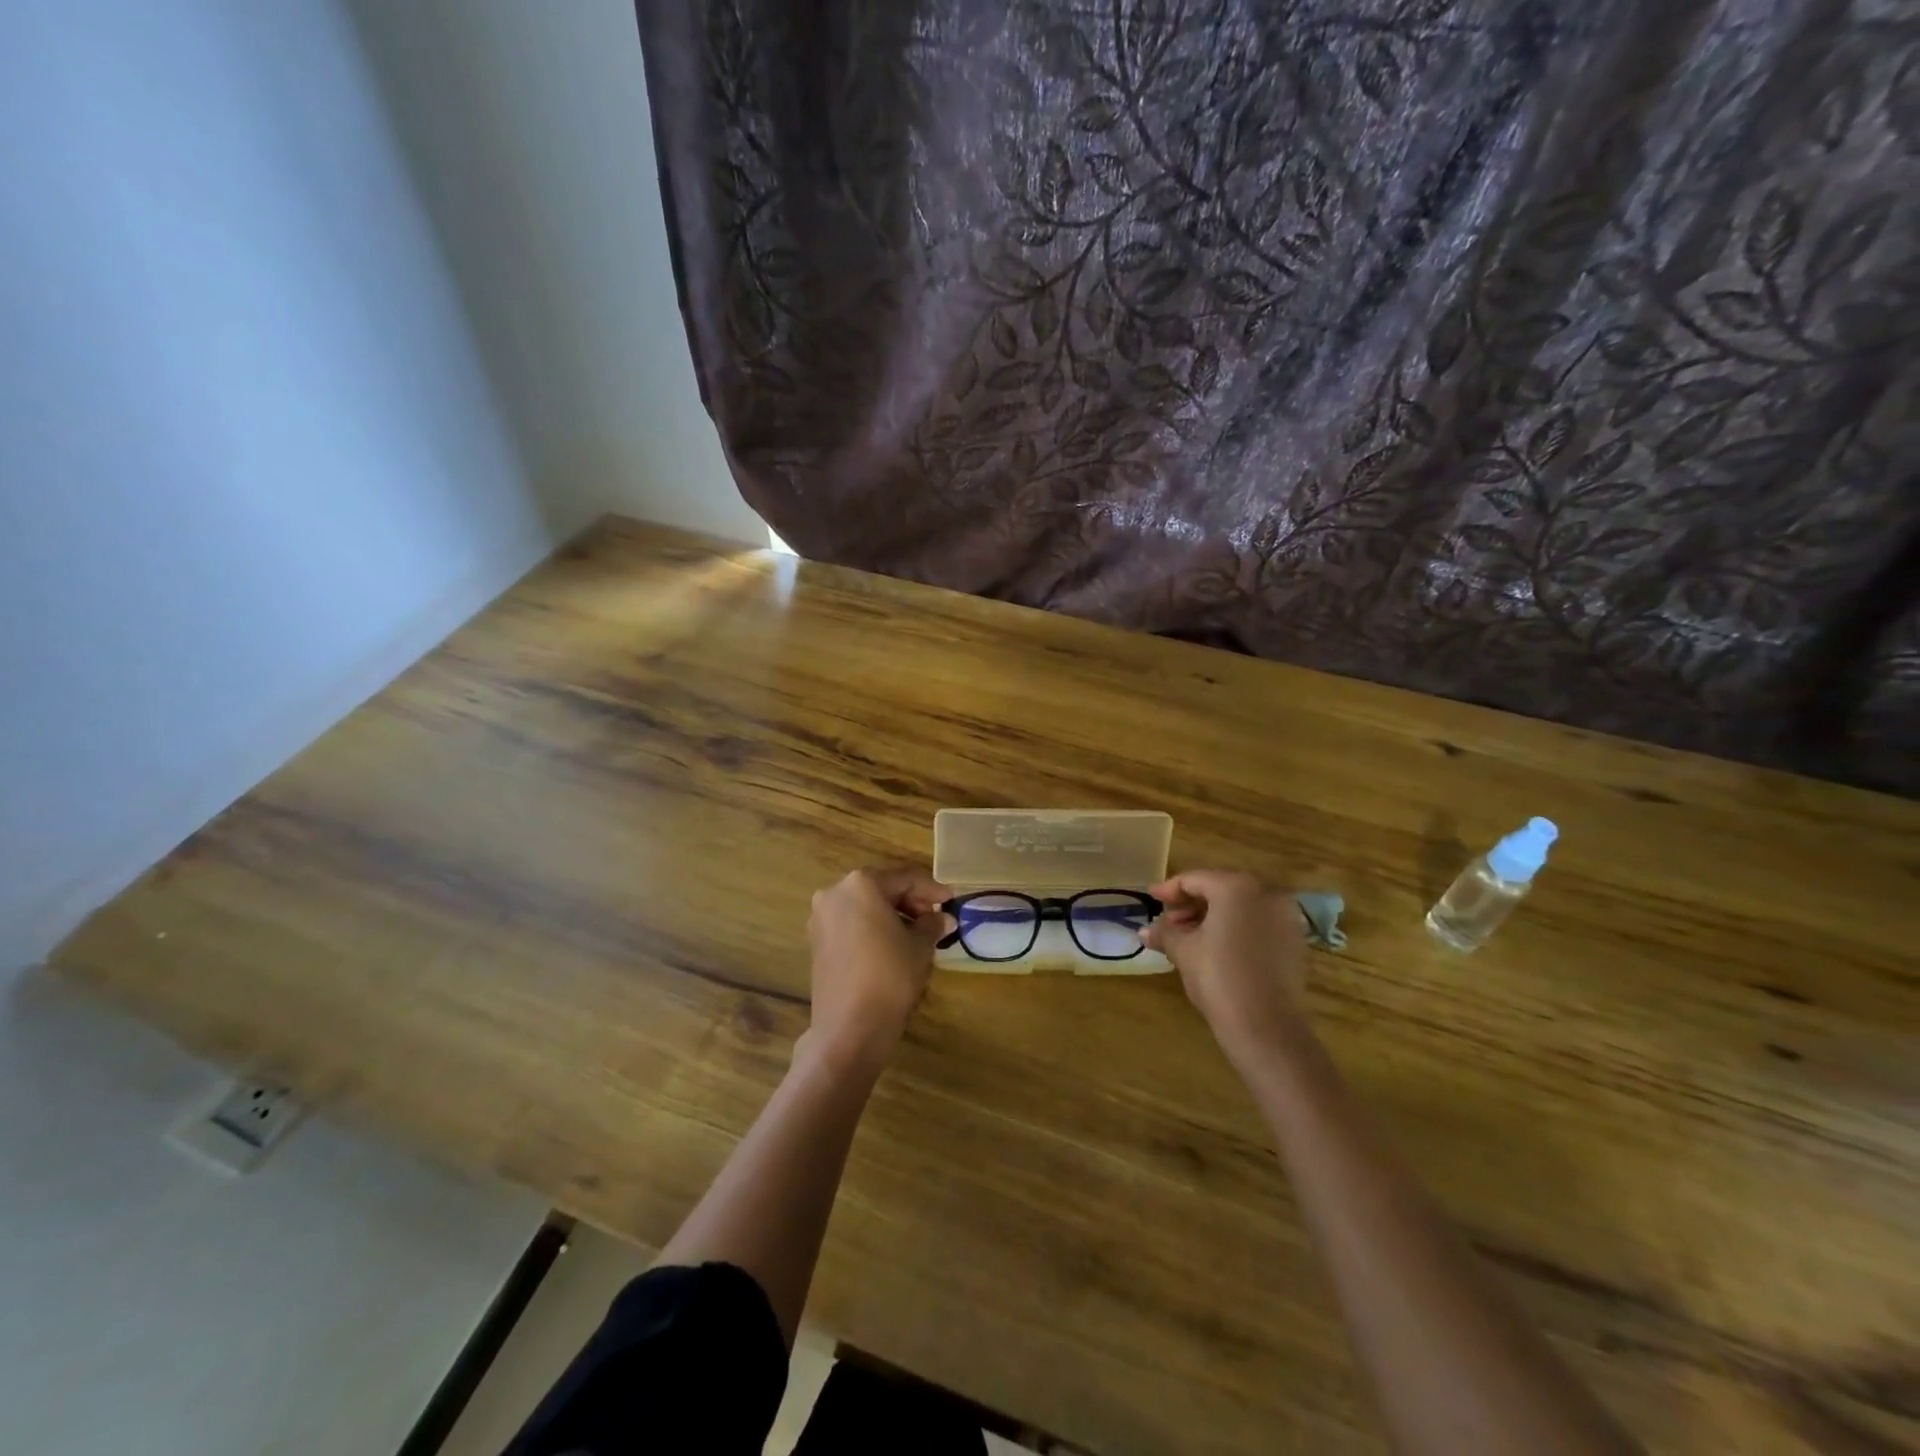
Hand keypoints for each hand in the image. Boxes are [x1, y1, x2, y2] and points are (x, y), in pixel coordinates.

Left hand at [804, 865, 950, 1072]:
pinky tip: (892, 943)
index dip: (931, 889)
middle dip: (910, 901)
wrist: (849, 1027)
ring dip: (891, 914)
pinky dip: (872, 926)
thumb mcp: (920, 946)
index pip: (904, 878)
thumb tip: (942, 918)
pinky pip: (851, 923)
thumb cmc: (890, 976)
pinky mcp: (817, 941)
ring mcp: (821, 917)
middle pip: (881, 888)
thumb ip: (932, 924)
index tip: (950, 901)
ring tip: (917, 932)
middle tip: (935, 917)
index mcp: (861, 884)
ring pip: (864, 905)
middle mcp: (835, 892)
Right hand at [1143, 869, 1308, 1059]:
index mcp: (1236, 886)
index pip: (1194, 879)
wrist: (1267, 1028)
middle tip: (1169, 922)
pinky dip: (1235, 928)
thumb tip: (1144, 931)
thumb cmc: (1219, 978)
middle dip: (1191, 903)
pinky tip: (1216, 947)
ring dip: (1212, 916)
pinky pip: (1258, 923)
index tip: (1150, 899)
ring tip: (1188, 937)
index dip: (1168, 889)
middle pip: (1220, 888)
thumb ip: (1164, 933)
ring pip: (1241, 906)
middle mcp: (1266, 892)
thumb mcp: (1184, 951)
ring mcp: (1285, 916)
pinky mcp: (1295, 941)